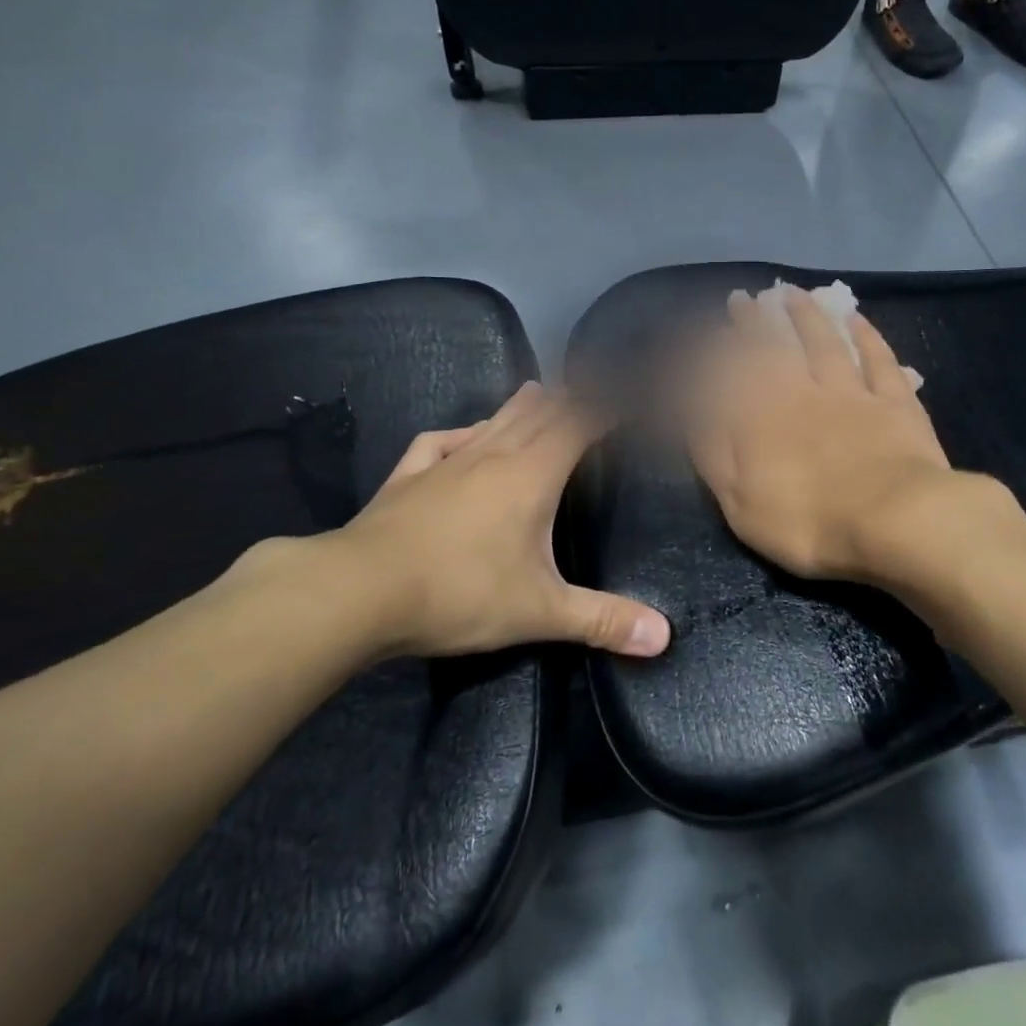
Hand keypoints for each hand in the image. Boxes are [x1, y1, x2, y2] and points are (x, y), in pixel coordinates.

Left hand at [293, 383, 670, 660]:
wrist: (360, 591)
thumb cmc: (460, 593)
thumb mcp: (540, 612)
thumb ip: (603, 621)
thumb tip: (665, 638)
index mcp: (532, 475)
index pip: (578, 426)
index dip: (604, 409)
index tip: (625, 398)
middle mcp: (493, 456)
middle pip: (537, 415)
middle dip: (566, 401)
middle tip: (585, 387)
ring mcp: (446, 463)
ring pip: (491, 423)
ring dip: (519, 406)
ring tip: (536, 392)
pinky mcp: (408, 478)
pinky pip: (439, 443)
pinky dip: (459, 433)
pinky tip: (461, 436)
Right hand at [687, 290, 1025, 590]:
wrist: (893, 521)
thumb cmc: (806, 521)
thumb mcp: (738, 499)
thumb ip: (712, 451)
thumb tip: (690, 410)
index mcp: (760, 418)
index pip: (732, 373)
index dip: (717, 350)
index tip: (707, 330)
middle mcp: (801, 393)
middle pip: (774, 349)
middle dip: (755, 322)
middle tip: (743, 298)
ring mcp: (851, 393)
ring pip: (824, 343)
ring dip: (806, 316)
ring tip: (791, 294)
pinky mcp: (895, 402)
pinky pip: (878, 359)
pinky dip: (865, 335)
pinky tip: (854, 318)